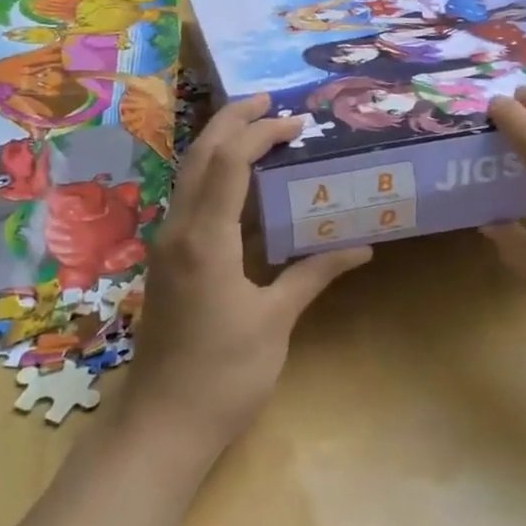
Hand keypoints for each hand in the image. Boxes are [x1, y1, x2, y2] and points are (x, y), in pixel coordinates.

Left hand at [124, 95, 372, 456]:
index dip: (261, 134)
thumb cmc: (223, 374)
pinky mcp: (171, 262)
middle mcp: (178, 230)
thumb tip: (363, 247)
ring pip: (191, 176)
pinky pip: (193, 202)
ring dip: (222, 146)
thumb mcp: (275, 321)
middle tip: (269, 102)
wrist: (162, 424)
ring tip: (260, 129)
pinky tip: (246, 185)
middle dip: (232, 121)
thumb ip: (314, 274)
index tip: (296, 122)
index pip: (229, 164)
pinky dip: (218, 178)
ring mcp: (169, 245)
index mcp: (204, 239)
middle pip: (200, 157)